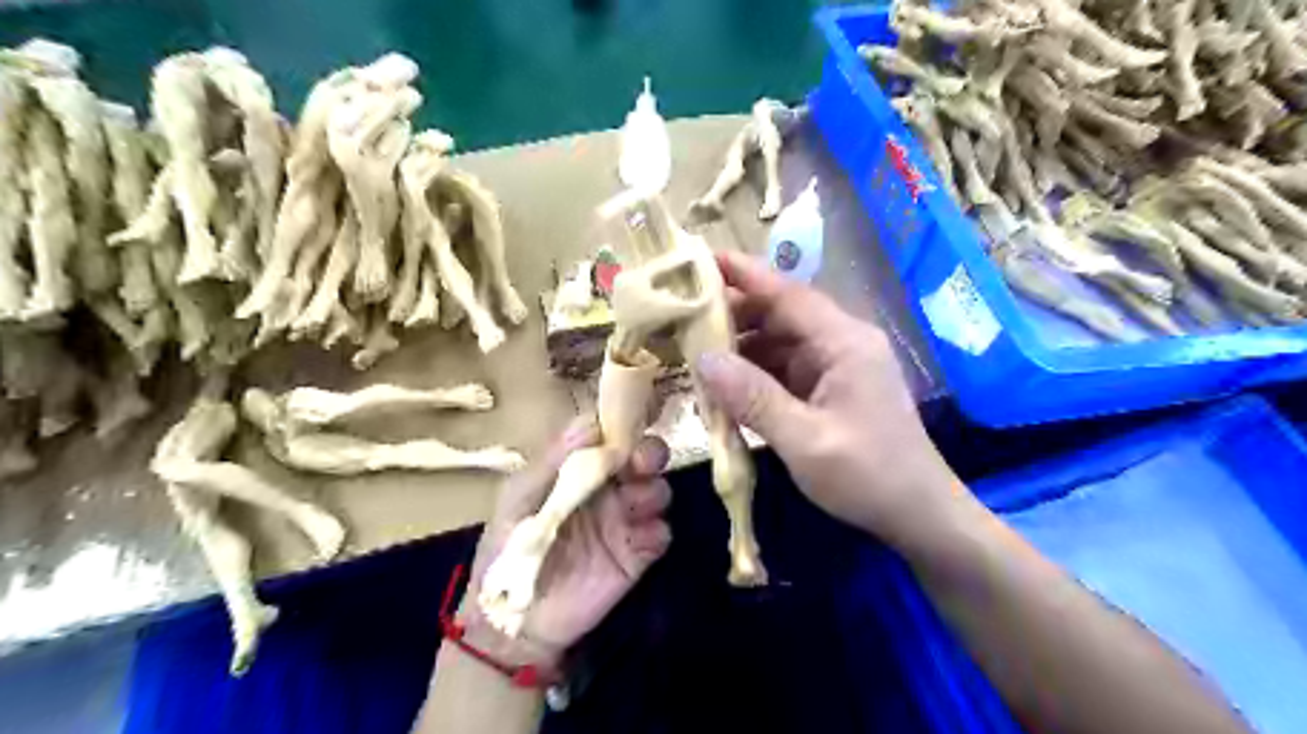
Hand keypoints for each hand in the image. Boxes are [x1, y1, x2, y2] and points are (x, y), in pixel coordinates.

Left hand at [457, 422, 666, 668]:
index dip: (621, 426)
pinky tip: (641, 538)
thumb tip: (590, 424)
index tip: (625, 426)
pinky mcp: (636, 556)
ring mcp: (623, 521)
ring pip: (656, 491)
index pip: (608, 437)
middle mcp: (607, 489)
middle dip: (649, 454)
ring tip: (636, 503)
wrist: (510, 620)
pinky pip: (660, 535)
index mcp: (578, 470)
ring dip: (654, 490)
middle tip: (641, 462)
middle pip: (642, 459)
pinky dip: (657, 531)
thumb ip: (552, 461)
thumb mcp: (519, 498)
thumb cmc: (506, 549)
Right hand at [700, 253, 962, 549]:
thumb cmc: (868, 476)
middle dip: (733, 314)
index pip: (787, 294)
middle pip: (780, 314)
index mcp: (844, 342)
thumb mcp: (805, 440)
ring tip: (693, 351)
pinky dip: (754, 373)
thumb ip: (753, 398)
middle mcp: (841, 343)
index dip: (744, 273)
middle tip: (682, 316)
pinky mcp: (830, 388)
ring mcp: (836, 366)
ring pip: (779, 342)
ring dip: (740, 347)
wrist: (918, 514)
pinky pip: (784, 368)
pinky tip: (725, 384)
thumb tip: (704, 360)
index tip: (699, 258)